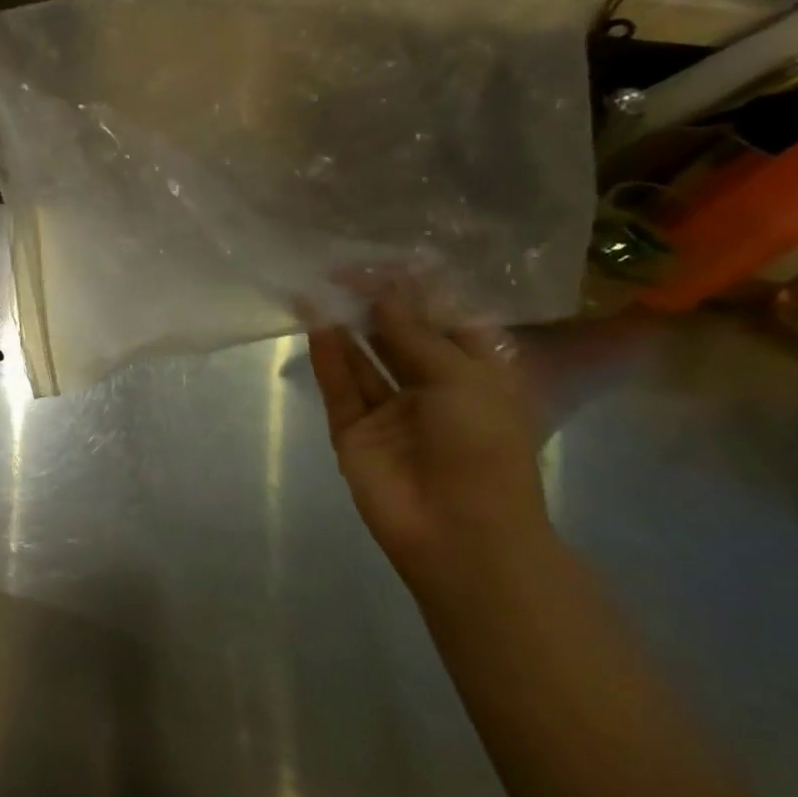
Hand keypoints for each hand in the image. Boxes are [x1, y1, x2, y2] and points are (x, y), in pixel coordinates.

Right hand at [307, 284, 553, 598]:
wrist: (459, 534)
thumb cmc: (481, 448)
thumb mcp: (459, 378)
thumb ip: (413, 332)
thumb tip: (382, 290)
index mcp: (476, 374)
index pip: (446, 321)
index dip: (418, 291)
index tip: (386, 262)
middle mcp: (432, 387)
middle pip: (400, 336)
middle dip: (376, 304)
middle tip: (342, 270)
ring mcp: (390, 410)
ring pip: (364, 359)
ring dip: (345, 326)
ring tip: (317, 289)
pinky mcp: (355, 430)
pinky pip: (341, 387)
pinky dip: (329, 357)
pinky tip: (316, 325)